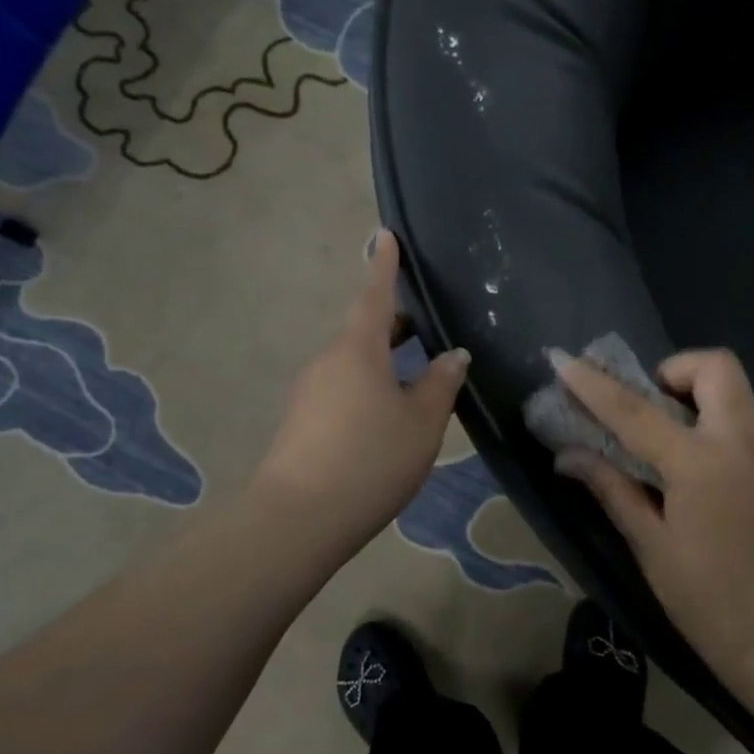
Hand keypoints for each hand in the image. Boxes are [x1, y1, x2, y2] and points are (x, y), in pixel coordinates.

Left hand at [253, 230, 468, 553]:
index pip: (374, 296)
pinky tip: (388, 414)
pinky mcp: (302, 421)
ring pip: (354, 363)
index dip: (384, 267)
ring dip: (384, 361)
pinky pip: (343, 388)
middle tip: (426, 324)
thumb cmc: (371, 458)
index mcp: (358, 350)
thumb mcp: (421, 422)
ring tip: (417, 376)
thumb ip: (440, 384)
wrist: (300, 517)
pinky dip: (369, 387)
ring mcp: (310, 391)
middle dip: (394, 323)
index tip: (385, 236)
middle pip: (364, 331)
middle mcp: (328, 361)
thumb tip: (453, 355)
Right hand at [555, 349, 753, 670]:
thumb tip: (567, 455)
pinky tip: (683, 450)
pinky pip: (737, 410)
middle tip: (642, 405)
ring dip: (690, 387)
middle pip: (713, 366)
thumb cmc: (705, 595)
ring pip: (730, 384)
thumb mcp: (648, 543)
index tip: (562, 362)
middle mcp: (737, 441)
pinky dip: (707, 410)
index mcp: (699, 464)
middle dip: (671, 371)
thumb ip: (611, 488)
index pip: (635, 410)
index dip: (594, 385)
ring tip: (658, 428)